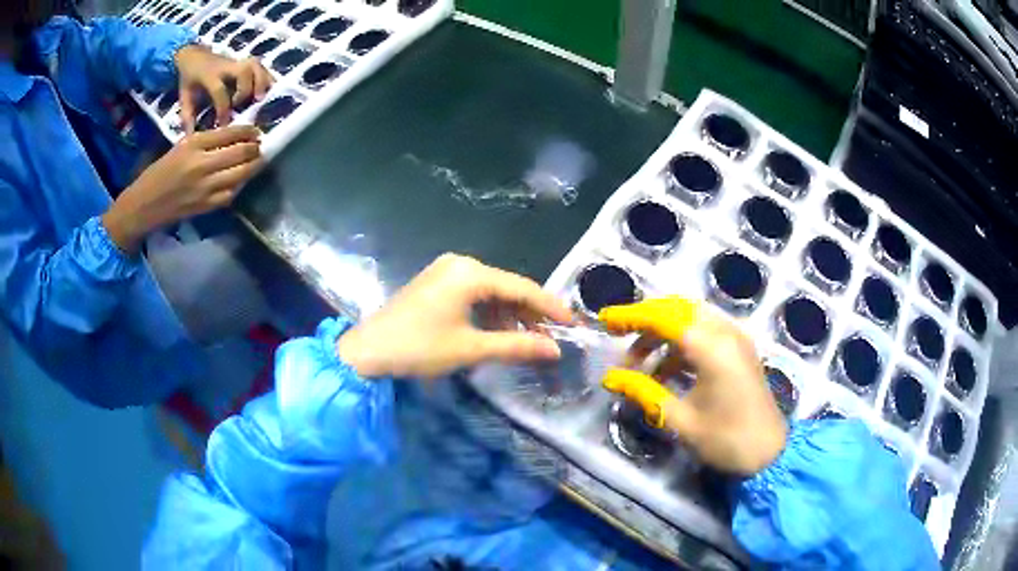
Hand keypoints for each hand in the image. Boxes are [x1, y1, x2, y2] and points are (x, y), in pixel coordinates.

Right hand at [103, 126, 262, 252]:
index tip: (257, 131)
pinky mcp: (206, 206)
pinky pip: (231, 193)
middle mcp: (202, 163)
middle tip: (260, 145)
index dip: (249, 131)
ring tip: (257, 160)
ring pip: (241, 173)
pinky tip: (241, 179)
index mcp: (194, 143)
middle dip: (255, 148)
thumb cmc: (159, 172)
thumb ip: (206, 142)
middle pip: (241, 152)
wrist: (143, 205)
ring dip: (253, 165)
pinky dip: (240, 184)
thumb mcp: (181, 147)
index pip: (231, 132)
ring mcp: (205, 187)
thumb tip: (233, 137)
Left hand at [175, 45, 273, 131]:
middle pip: (244, 72)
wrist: (194, 56)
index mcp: (210, 75)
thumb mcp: (184, 97)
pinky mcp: (247, 63)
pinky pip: (262, 68)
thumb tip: (191, 138)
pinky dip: (268, 79)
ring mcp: (239, 62)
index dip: (223, 109)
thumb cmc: (190, 80)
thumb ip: (188, 117)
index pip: (220, 90)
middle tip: (243, 107)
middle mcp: (227, 66)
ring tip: (261, 100)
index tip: (224, 124)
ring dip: (261, 83)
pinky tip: (270, 92)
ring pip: (256, 67)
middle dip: (246, 90)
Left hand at [337, 254, 573, 379]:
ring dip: (509, 316)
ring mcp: (446, 271)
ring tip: (527, 341)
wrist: (367, 351)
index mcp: (471, 273)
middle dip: (529, 314)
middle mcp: (461, 264)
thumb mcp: (471, 349)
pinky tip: (497, 333)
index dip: (550, 307)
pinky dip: (489, 313)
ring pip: (491, 291)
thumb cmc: (419, 348)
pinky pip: (473, 294)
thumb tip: (555, 349)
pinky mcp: (436, 282)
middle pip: (507, 287)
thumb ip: (517, 346)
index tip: (573, 324)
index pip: (522, 287)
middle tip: (551, 338)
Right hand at [599, 297, 787, 475]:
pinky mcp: (740, 349)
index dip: (632, 316)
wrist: (769, 453)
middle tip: (619, 337)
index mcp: (712, 347)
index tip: (605, 321)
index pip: (664, 317)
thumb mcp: (681, 419)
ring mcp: (736, 338)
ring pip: (692, 318)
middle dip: (646, 319)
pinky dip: (681, 343)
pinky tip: (666, 370)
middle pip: (679, 308)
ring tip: (639, 363)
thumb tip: (611, 378)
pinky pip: (705, 332)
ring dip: (663, 332)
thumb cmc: (726, 439)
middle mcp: (726, 331)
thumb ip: (644, 392)